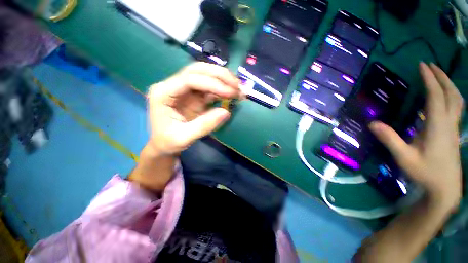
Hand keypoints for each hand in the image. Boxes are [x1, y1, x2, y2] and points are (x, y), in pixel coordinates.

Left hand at [146, 62, 242, 155]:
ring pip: (205, 74)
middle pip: (197, 70)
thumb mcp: (184, 137)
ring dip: (223, 79)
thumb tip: (226, 112)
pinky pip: (209, 86)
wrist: (164, 144)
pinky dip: (222, 88)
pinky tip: (232, 93)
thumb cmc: (169, 142)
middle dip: (220, 75)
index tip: (231, 93)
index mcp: (163, 93)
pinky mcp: (193, 95)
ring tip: (238, 88)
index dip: (212, 83)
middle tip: (237, 86)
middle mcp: (172, 85)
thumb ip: (204, 125)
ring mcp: (184, 89)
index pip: (189, 79)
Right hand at [370, 62, 463, 206]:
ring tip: (438, 76)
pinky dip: (450, 96)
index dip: (430, 80)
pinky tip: (442, 97)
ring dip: (448, 85)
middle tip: (430, 65)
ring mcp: (453, 127)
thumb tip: (372, 123)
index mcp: (437, 126)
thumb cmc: (425, 172)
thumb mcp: (404, 158)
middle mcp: (448, 123)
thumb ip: (390, 139)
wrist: (445, 187)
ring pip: (456, 100)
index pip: (436, 97)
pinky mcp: (453, 132)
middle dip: (442, 77)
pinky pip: (455, 108)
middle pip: (451, 94)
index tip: (422, 66)